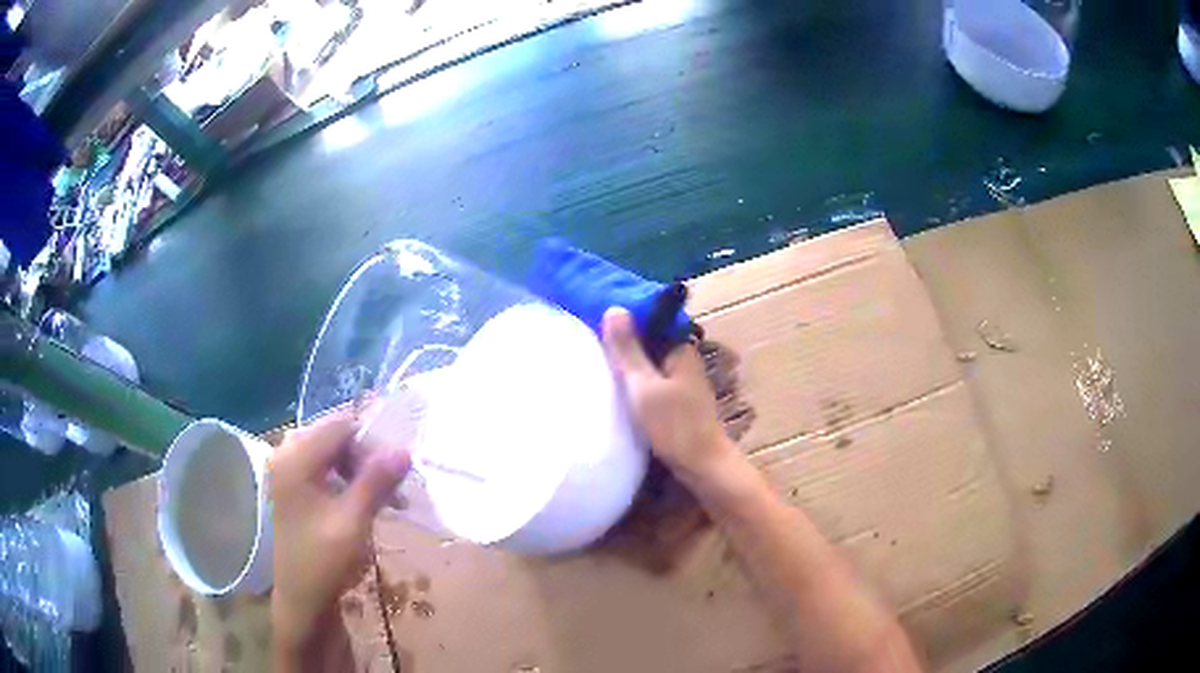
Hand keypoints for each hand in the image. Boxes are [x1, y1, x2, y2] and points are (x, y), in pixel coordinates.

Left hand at [270, 413, 409, 663]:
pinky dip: (343, 479)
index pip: (341, 425)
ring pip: (329, 452)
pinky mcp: (289, 487)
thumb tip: (404, 450)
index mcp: (295, 458)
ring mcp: (285, 470)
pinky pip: (321, 468)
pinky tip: (358, 501)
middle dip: (366, 457)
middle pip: (334, 436)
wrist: (297, 598)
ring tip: (381, 497)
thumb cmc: (321, 560)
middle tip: (392, 487)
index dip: (373, 443)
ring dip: (357, 469)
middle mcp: (285, 454)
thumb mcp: (352, 522)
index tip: (396, 473)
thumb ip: (376, 482)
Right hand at [602, 307, 737, 483]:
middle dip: (624, 337)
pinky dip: (634, 377)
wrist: (702, 465)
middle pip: (649, 340)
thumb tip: (614, 308)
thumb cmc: (675, 425)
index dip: (626, 315)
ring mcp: (681, 380)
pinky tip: (614, 382)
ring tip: (596, 354)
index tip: (598, 312)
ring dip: (628, 359)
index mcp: (680, 348)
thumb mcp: (644, 385)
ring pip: (649, 361)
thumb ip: (628, 350)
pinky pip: (651, 378)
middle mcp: (683, 359)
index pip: (651, 319)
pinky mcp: (676, 399)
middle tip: (589, 333)